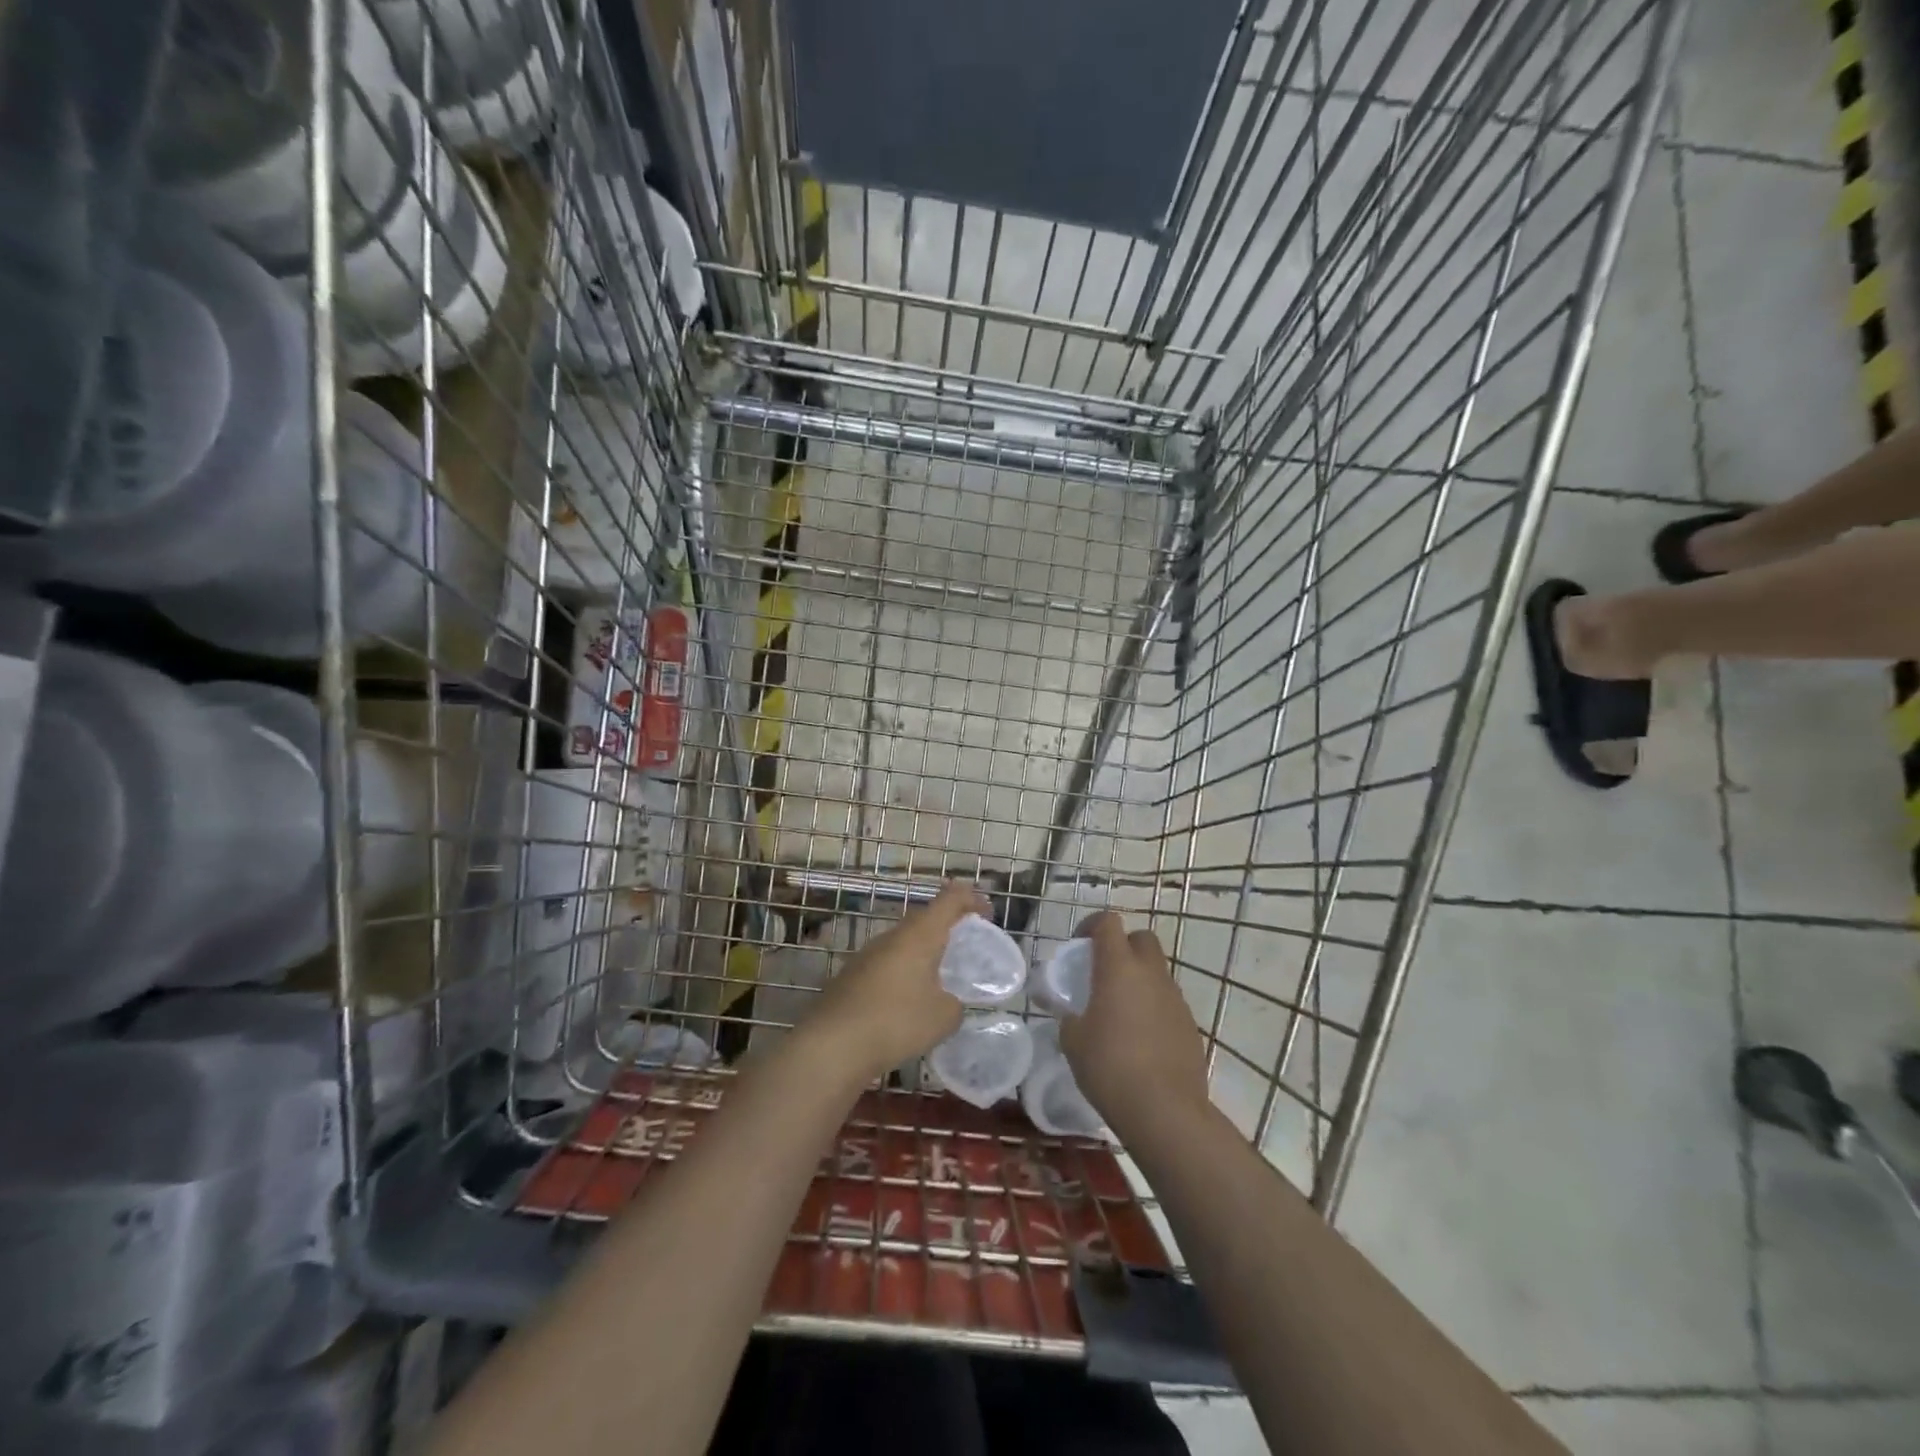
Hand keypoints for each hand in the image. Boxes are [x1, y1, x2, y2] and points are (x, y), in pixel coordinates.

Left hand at [807, 882, 986, 1077]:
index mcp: (920, 934)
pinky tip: (907, 999)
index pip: (950, 899)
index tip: (987, 913)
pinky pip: (887, 963)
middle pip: (925, 918)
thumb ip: (955, 1004)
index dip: (971, 899)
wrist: (833, 1043)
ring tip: (938, 976)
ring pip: (903, 942)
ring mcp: (868, 953)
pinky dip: (903, 971)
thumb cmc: (897, 1021)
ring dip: (923, 951)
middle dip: (947, 926)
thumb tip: (949, 1002)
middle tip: (965, 945)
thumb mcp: (943, 1017)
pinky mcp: (851, 974)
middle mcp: (893, 935)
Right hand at [1058, 912, 1210, 1136]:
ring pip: (1157, 971)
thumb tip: (1065, 1008)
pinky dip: (1153, 1006)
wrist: (1165, 1110)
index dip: (1092, 925)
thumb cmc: (1109, 1067)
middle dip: (1123, 946)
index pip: (1109, 922)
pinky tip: (1140, 1038)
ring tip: (1120, 1011)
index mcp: (1118, 968)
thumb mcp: (1073, 1041)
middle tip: (1103, 973)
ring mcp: (1175, 998)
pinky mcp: (1190, 1024)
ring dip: (1139, 979)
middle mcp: (1151, 974)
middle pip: (1141, 938)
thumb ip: (1067, 1016)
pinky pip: (1168, 1001)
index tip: (1079, 944)